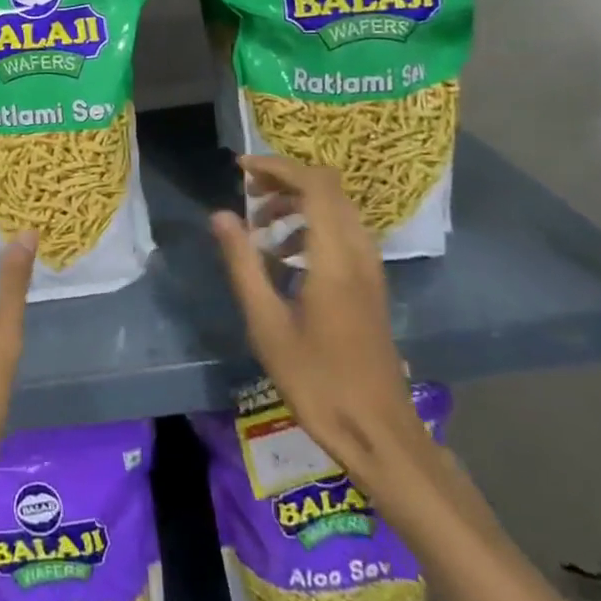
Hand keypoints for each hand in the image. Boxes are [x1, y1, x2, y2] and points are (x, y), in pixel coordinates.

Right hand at [210, 155, 423, 478]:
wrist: (379, 433)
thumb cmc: (318, 382)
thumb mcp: (267, 324)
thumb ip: (243, 263)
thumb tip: (220, 215)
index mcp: (335, 257)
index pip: (314, 184)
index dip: (277, 167)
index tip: (240, 171)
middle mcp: (359, 253)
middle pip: (328, 189)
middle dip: (285, 181)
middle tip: (247, 196)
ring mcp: (371, 270)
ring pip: (337, 210)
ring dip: (298, 204)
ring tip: (260, 229)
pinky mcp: (371, 286)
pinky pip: (343, 233)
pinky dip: (312, 226)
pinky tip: (285, 259)